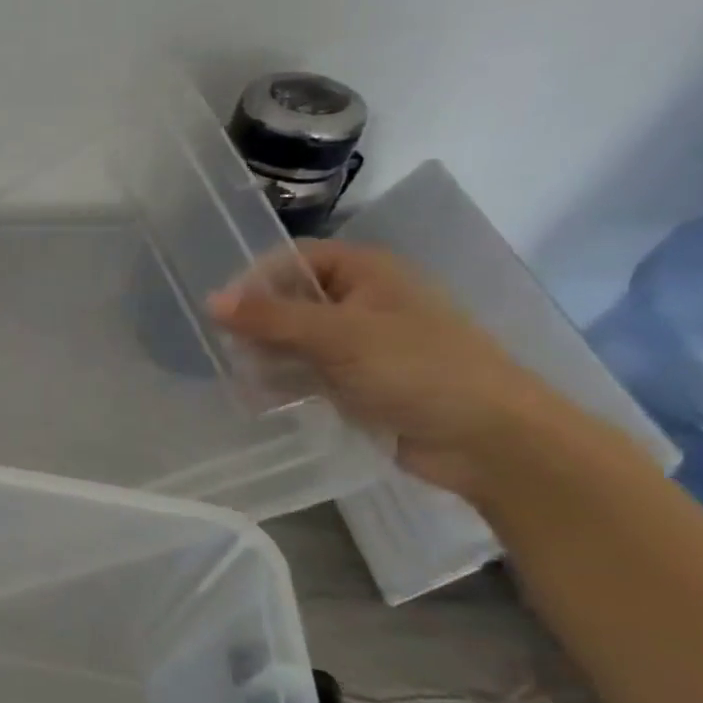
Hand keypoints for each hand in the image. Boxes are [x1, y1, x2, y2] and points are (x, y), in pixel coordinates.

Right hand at [209, 241, 571, 499]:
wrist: (492, 443)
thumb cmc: (419, 370)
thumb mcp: (338, 336)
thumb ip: (270, 317)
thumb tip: (209, 301)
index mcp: (367, 273)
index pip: (294, 259)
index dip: (257, 279)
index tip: (226, 311)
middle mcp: (362, 301)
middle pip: (290, 299)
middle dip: (256, 323)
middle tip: (230, 349)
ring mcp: (360, 344)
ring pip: (294, 339)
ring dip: (265, 355)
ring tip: (242, 377)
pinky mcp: (358, 382)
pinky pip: (307, 373)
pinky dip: (282, 382)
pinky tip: (259, 398)